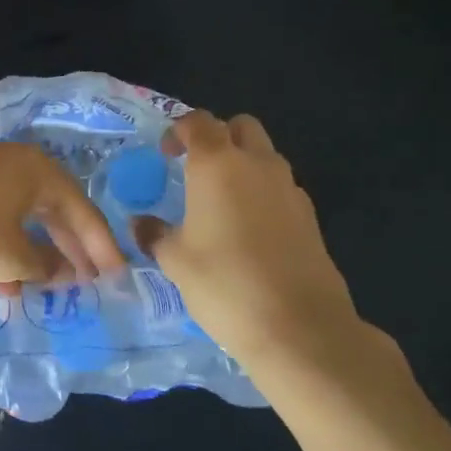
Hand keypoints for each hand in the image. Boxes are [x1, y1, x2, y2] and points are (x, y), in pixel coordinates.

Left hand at [0, 144, 124, 283]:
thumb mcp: (9, 256)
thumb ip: (44, 265)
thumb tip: (66, 271)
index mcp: (38, 172)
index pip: (82, 210)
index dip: (101, 246)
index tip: (117, 278)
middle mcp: (15, 164)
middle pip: (54, 209)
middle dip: (69, 249)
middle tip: (86, 283)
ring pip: (21, 216)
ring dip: (33, 254)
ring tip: (38, 291)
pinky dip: (4, 247)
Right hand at [141, 110, 366, 367]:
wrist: (300, 328)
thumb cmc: (225, 283)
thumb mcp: (175, 260)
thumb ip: (155, 234)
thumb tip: (140, 223)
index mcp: (217, 163)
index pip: (198, 121)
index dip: (179, 130)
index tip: (166, 155)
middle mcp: (257, 164)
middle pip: (241, 126)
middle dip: (219, 136)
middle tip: (198, 167)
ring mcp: (289, 188)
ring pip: (265, 156)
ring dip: (244, 164)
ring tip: (223, 202)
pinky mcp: (310, 217)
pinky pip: (282, 188)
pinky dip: (264, 194)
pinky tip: (250, 231)